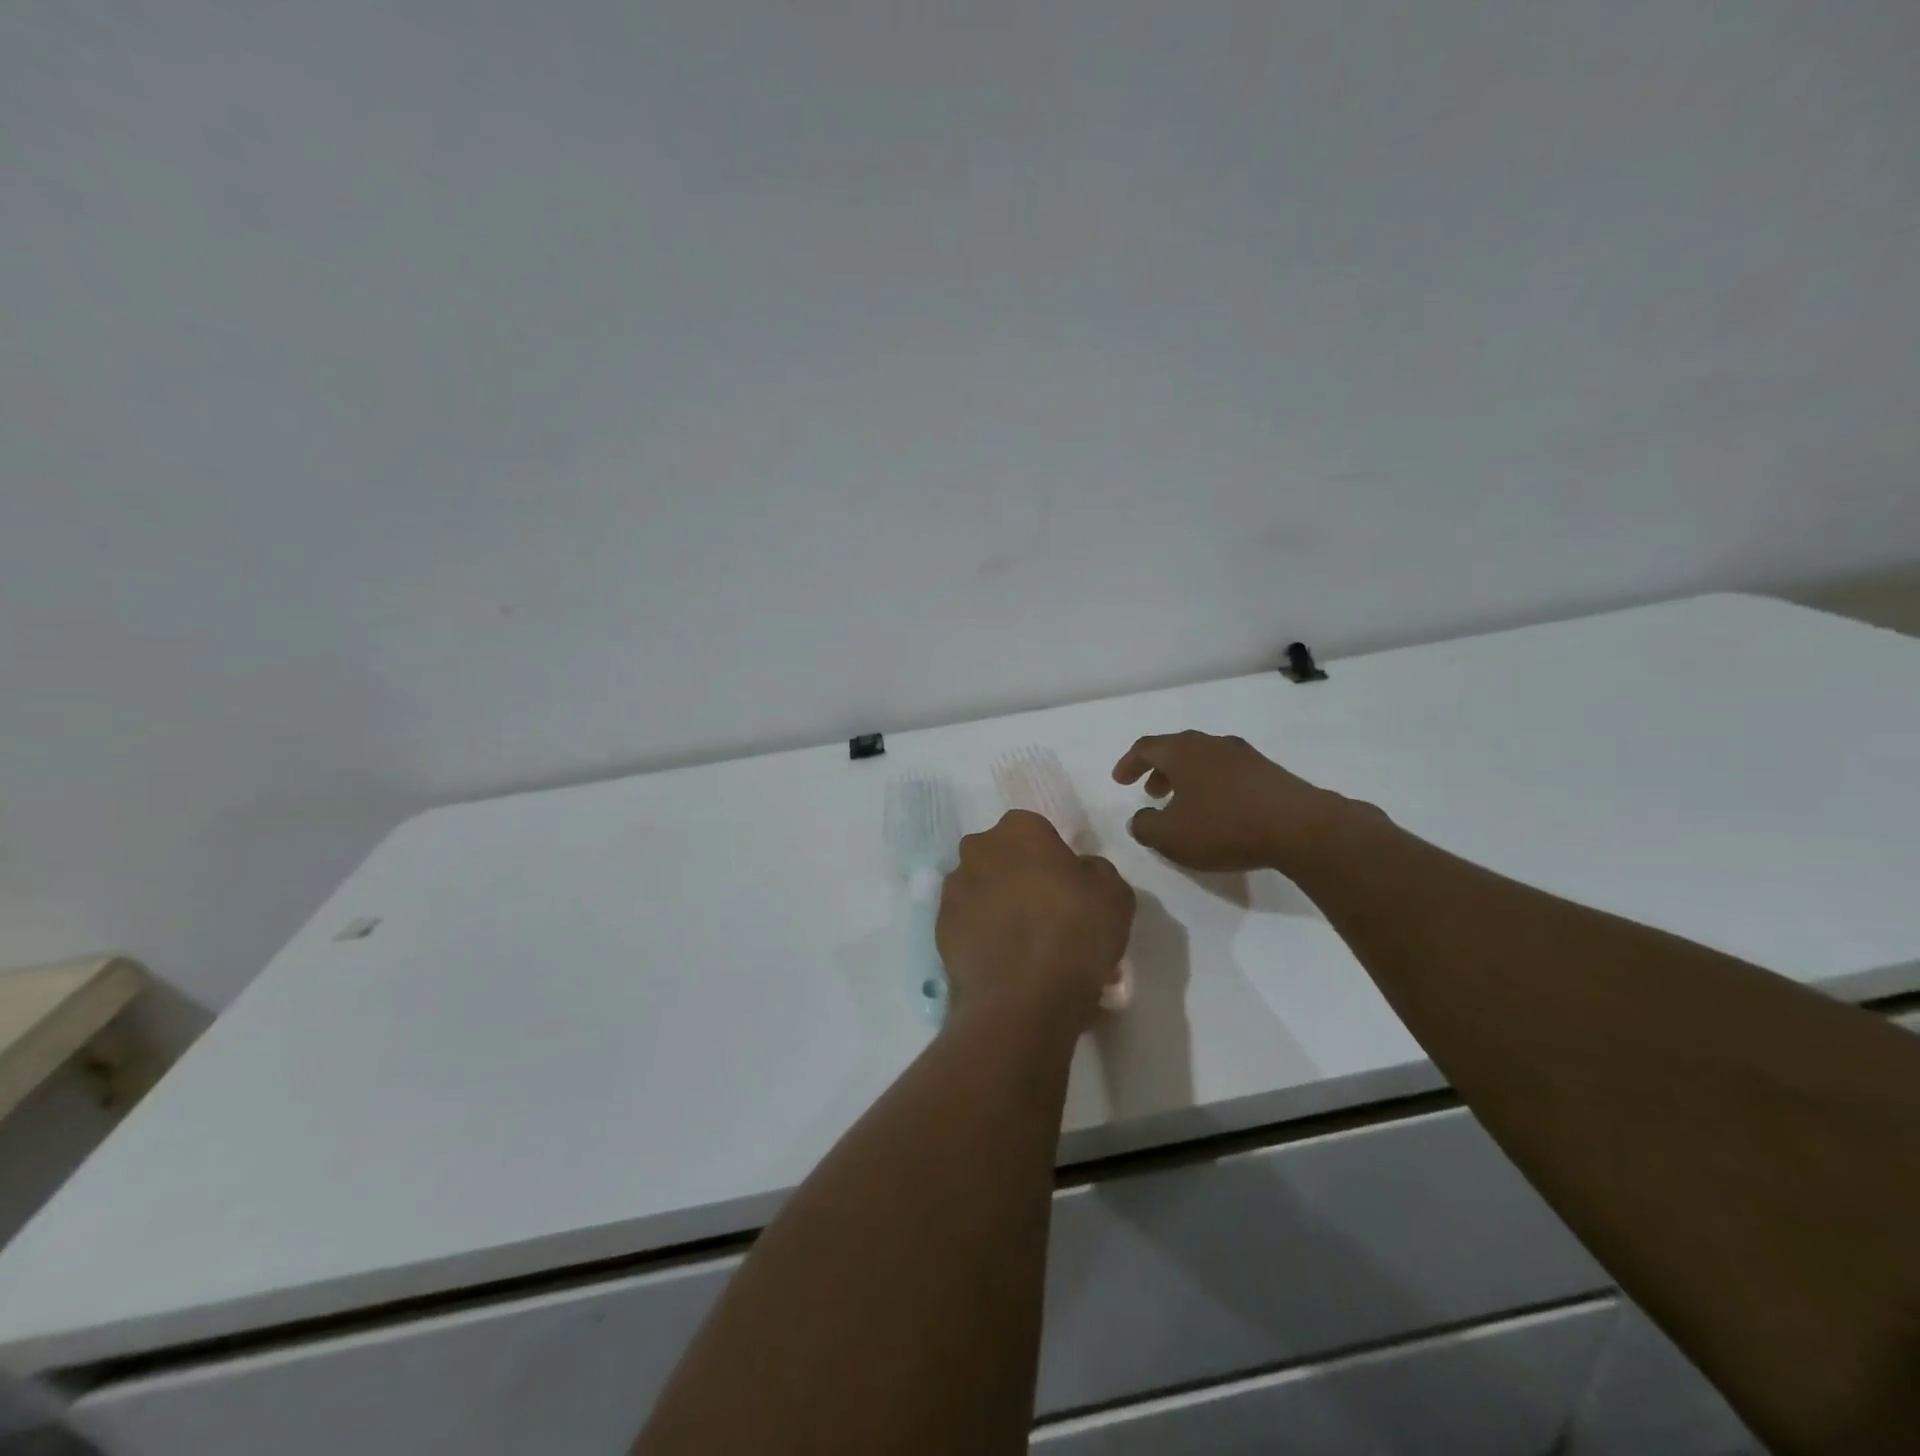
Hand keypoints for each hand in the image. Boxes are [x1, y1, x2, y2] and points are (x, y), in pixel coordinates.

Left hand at [937, 810, 1134, 1033]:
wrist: (1022, 999)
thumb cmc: (1074, 933)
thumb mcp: (1114, 895)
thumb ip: (1096, 871)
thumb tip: (1080, 871)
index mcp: (1019, 830)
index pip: (1036, 831)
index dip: (1053, 858)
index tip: (1068, 888)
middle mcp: (978, 849)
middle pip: (1003, 857)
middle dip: (1020, 877)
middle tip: (1047, 914)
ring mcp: (953, 889)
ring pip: (982, 889)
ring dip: (999, 906)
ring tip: (1025, 946)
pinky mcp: (940, 928)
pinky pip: (968, 924)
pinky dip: (982, 935)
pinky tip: (1005, 963)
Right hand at [1112, 730, 1358, 874]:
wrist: (1300, 827)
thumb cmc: (1224, 826)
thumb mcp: (1171, 837)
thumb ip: (1145, 827)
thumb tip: (1139, 819)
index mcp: (1182, 751)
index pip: (1145, 748)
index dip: (1128, 763)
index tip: (1119, 781)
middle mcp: (1211, 743)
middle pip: (1176, 750)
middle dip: (1159, 771)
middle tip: (1150, 792)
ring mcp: (1244, 755)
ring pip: (1203, 760)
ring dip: (1186, 780)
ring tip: (1183, 805)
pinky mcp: (1268, 772)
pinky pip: (1227, 773)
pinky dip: (1211, 786)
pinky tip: (1218, 812)